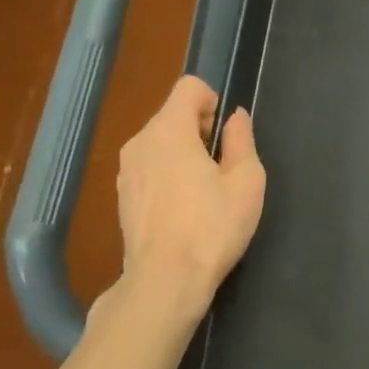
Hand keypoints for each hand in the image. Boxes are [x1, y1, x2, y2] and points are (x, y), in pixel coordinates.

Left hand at [106, 76, 264, 329]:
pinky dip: (168, 175)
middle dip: (200, 130)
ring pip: (160, 142)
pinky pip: (150, 167)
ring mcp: (126, 170)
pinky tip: (184, 209)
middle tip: (222, 168)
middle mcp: (140, 142)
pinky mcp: (122, 196)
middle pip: (173, 114)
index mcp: (169, 130)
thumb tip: (235, 118)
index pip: (189, 87)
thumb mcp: (246, 180)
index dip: (213, 101)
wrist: (165, 281)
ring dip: (184, 154)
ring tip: (204, 192)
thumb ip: (241, 140)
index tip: (226, 136)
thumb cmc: (212, 226)